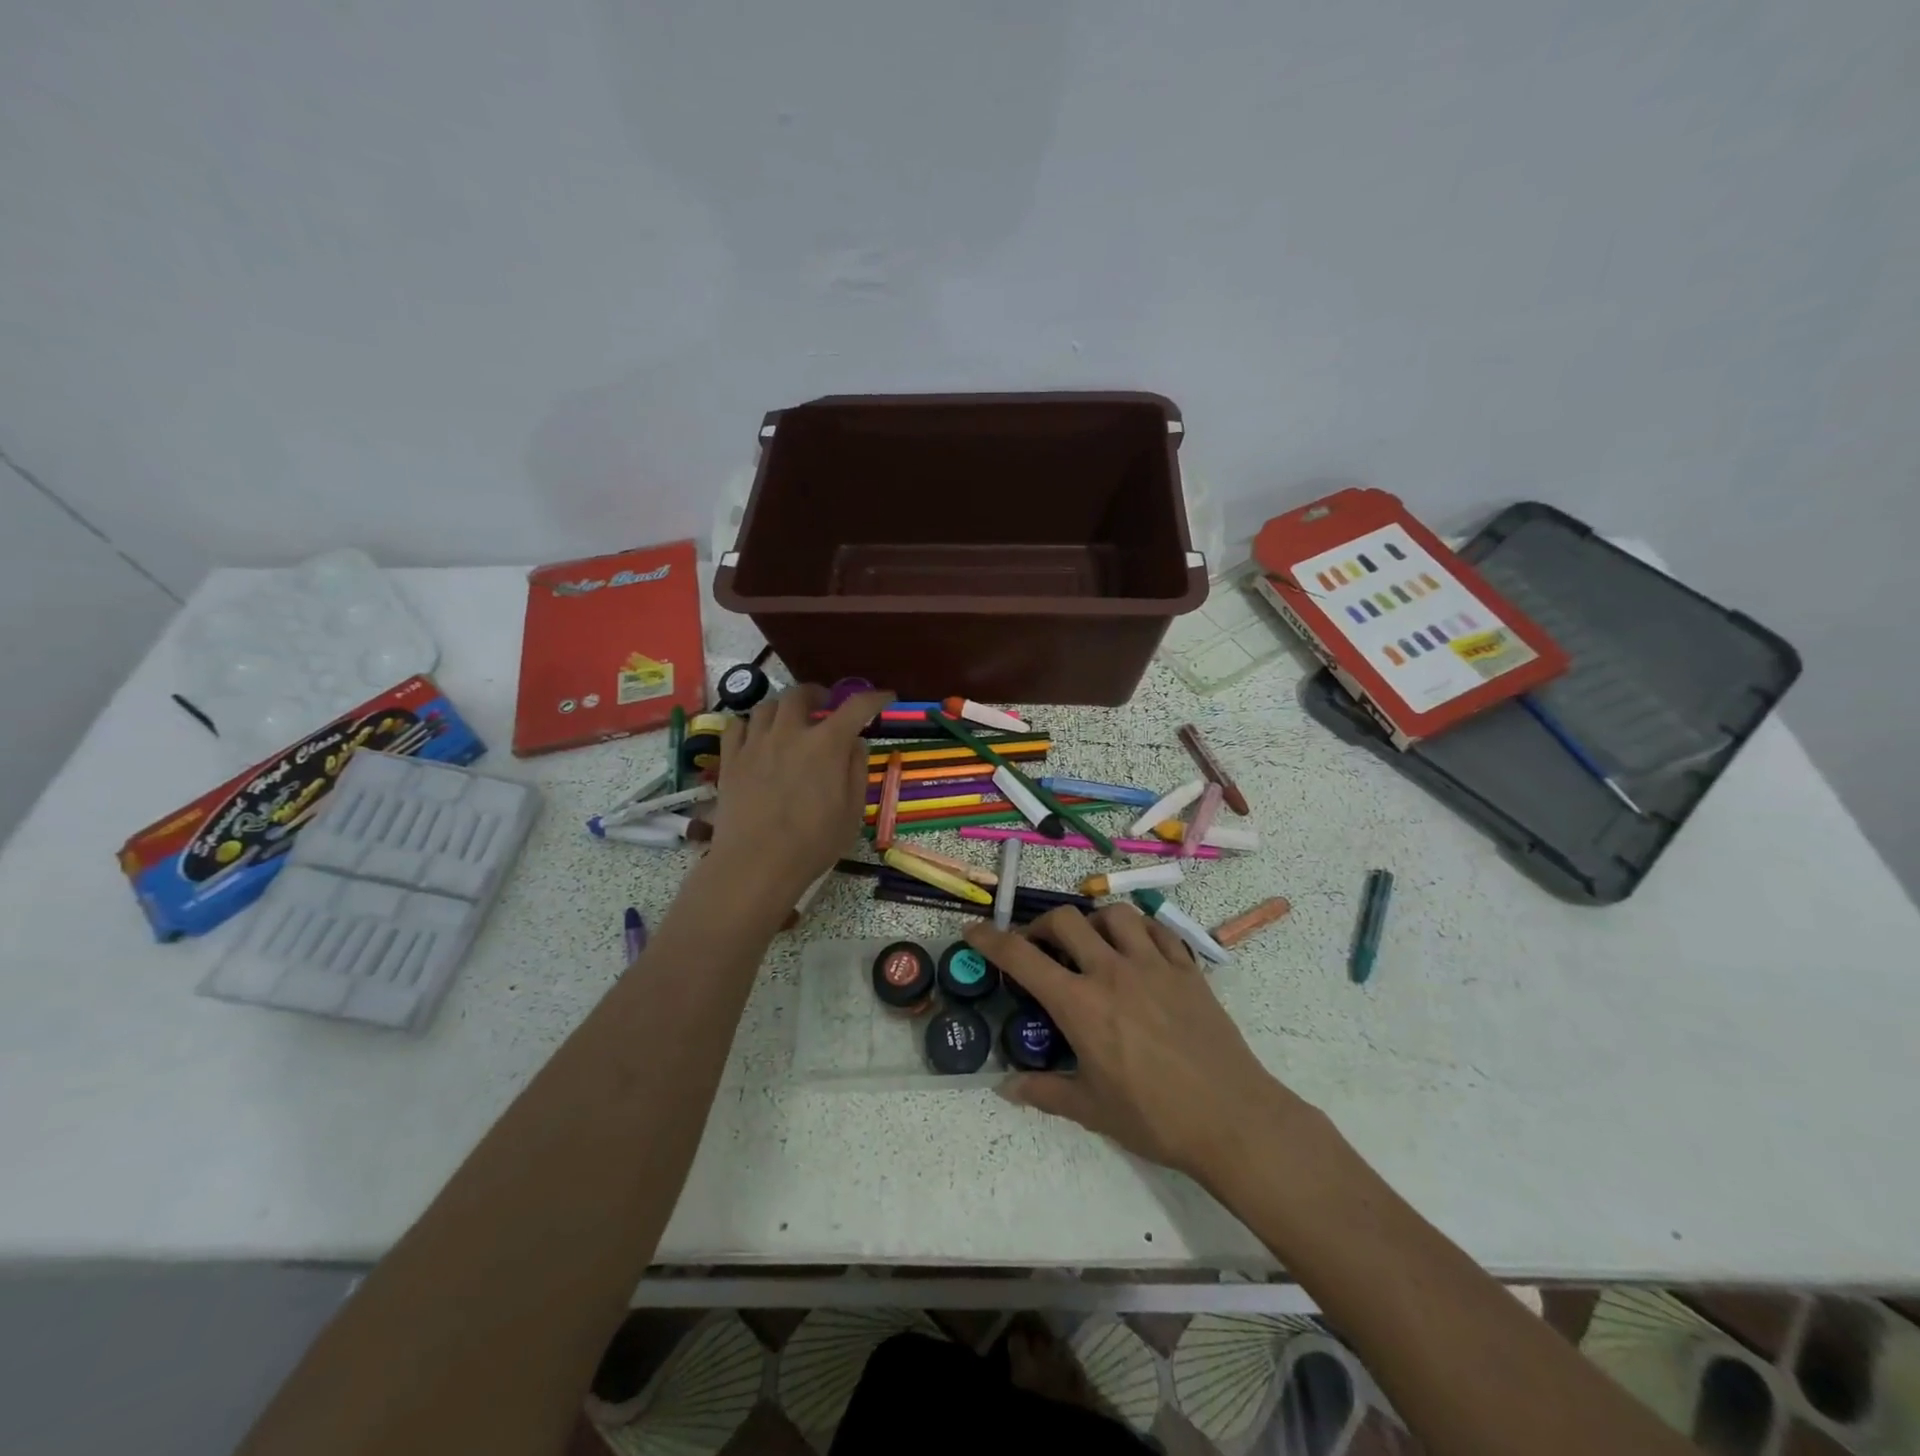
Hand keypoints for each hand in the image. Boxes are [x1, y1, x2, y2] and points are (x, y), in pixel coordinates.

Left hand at [709, 684, 892, 907]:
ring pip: (766, 706)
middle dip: (817, 694)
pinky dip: (750, 725)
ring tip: (789, 722)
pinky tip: (756, 738)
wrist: (755, 864)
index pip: (856, 706)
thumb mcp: (852, 812)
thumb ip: (856, 771)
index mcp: (827, 744)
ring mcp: (755, 744)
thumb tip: (856, 743)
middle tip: (824, 706)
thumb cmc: (812, 844)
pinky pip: (736, 726)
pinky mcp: (730, 759)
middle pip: (800, 694)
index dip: (874, 698)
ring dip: (783, 708)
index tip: (884, 698)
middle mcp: (790, 733)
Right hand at [965, 905, 1310, 1187]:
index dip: (991, 940)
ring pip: (1114, 914)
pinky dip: (1139, 931)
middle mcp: (1112, 972)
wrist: (1232, 1119)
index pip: (1022, 958)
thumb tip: (1007, 1088)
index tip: (975, 931)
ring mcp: (1153, 965)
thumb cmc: (1155, 1118)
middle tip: (1040, 948)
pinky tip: (1137, 950)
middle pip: (1066, 920)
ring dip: (1093, 921)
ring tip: (1092, 944)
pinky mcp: (1187, 969)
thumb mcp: (1091, 1110)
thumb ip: (1044, 1092)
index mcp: (1080, 1005)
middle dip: (1042, 926)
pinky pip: (1158, 931)